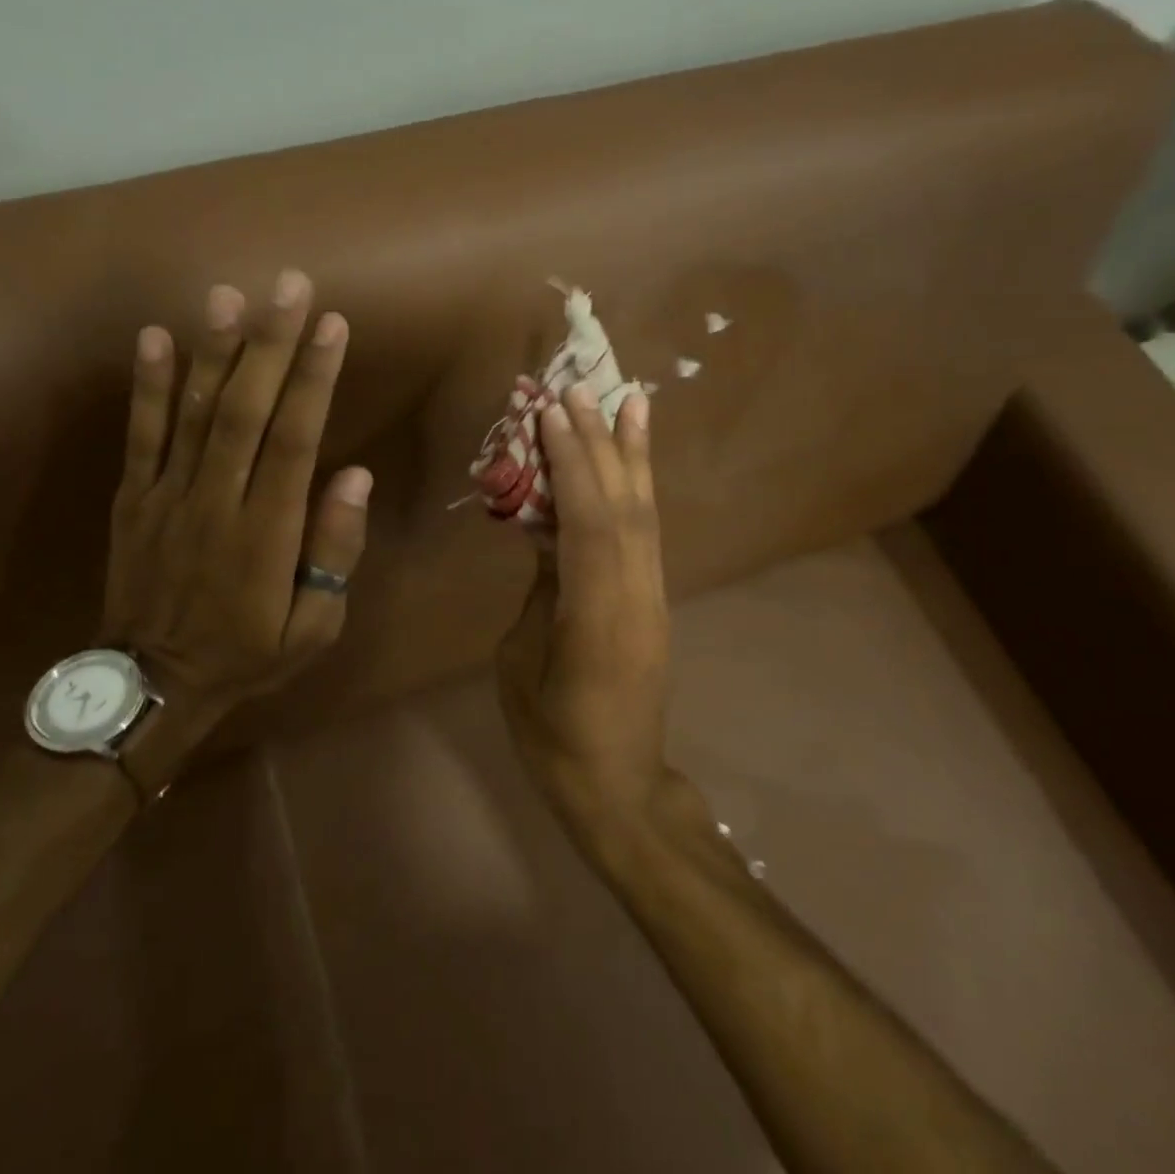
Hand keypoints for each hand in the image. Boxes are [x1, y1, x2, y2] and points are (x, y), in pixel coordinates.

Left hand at [102, 272, 371, 787]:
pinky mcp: (133, 499)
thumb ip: (334, 553)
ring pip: (192, 413)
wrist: (151, 684)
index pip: (295, 440)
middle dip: (270, 344)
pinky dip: (147, 386)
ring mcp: (168, 496)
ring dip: (212, 350)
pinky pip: (140, 437)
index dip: (314, 380)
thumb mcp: (312, 628)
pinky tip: (154, 337)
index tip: (332, 326)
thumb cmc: (246, 655)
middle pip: (244, 411)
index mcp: (266, 533)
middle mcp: (217, 502)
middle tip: (289, 285)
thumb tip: (356, 477)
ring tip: (228, 295)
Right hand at [496, 383, 676, 828]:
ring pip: (645, 513)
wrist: (618, 786)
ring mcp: (651, 597)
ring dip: (632, 454)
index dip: (571, 464)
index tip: (550, 412)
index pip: (589, 523)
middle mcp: (636, 595)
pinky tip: (632, 463)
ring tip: (629, 400)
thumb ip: (540, 590)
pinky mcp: (652, 601)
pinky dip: (639, 488)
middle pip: (623, 505)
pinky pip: (646, 534)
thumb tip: (547, 537)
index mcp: (598, 616)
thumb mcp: (522, 661)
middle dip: (600, 442)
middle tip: (579, 388)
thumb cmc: (553, 736)